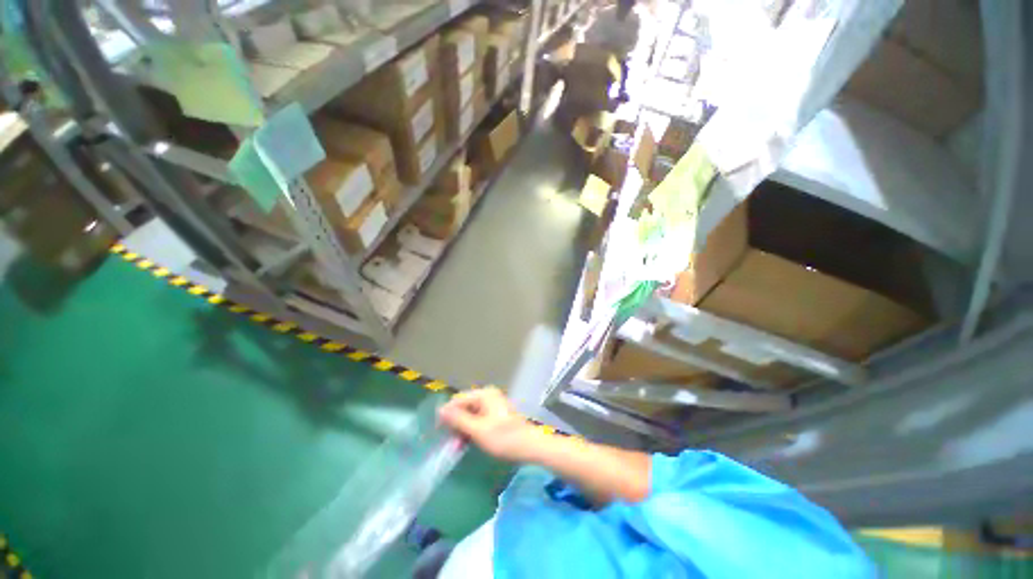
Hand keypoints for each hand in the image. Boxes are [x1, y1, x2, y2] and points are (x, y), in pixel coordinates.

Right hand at [438, 388, 548, 462]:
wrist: (529, 446)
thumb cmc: (504, 438)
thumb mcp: (478, 430)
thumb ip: (458, 419)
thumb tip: (440, 410)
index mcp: (484, 395)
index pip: (458, 400)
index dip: (446, 415)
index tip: (438, 432)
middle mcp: (487, 396)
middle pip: (464, 406)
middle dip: (455, 423)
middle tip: (449, 442)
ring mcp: (492, 404)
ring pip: (470, 414)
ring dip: (462, 429)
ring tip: (457, 446)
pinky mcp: (495, 414)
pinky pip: (478, 419)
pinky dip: (471, 429)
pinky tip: (467, 442)